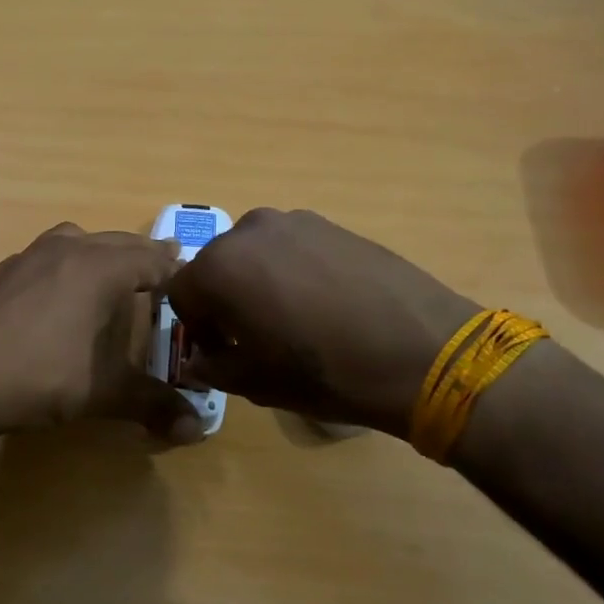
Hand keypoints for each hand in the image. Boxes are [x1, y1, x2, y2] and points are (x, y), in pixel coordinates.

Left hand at [0, 224, 204, 445]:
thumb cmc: (40, 376)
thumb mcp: (103, 393)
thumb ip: (153, 405)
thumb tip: (197, 431)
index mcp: (99, 267)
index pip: (152, 259)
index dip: (176, 270)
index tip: (192, 281)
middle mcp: (66, 249)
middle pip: (118, 242)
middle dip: (142, 257)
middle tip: (162, 273)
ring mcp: (28, 256)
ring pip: (77, 241)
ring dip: (101, 252)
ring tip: (111, 277)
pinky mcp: (1, 272)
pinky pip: (46, 256)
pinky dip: (66, 265)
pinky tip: (59, 297)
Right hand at [166, 209, 479, 437]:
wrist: (422, 351)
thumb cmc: (325, 372)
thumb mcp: (256, 382)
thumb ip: (214, 366)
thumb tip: (200, 360)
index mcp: (220, 266)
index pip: (181, 293)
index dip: (196, 328)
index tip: (222, 353)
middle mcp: (249, 230)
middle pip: (217, 267)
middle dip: (224, 301)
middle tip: (255, 338)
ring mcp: (294, 221)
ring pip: (255, 254)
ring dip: (258, 283)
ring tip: (294, 320)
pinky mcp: (332, 224)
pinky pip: (292, 247)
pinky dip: (292, 271)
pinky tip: (325, 304)